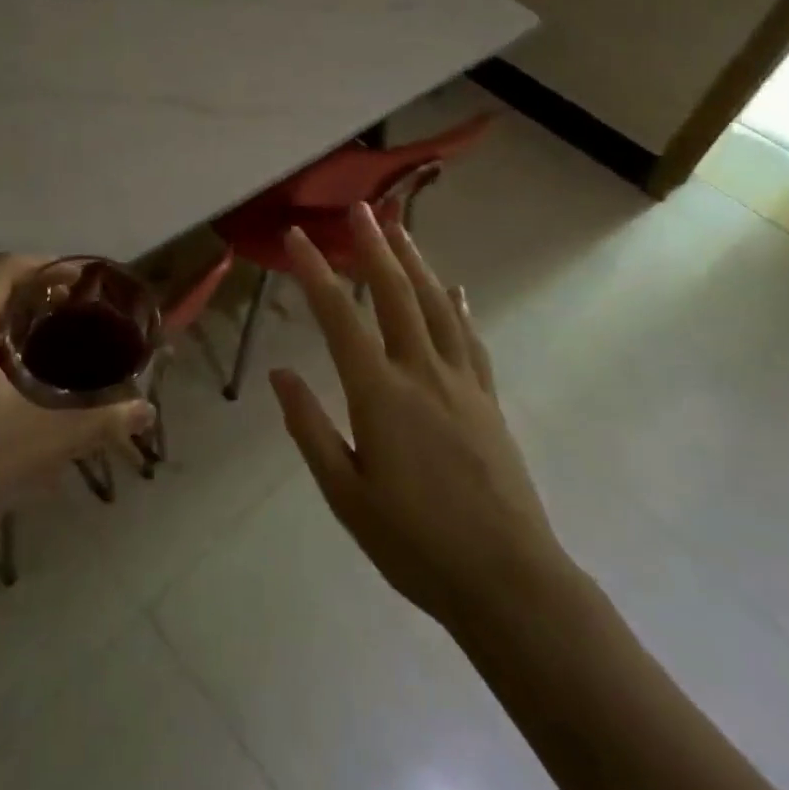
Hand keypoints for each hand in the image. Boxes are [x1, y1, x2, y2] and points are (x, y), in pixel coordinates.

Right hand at [269, 205, 572, 630]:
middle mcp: (421, 374)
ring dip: (416, 263)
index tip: (296, 237)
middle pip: (395, 295)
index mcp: (379, 395)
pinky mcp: (487, 400)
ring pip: (437, 306)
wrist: (508, 581)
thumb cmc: (414, 543)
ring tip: (400, 229)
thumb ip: (309, 428)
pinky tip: (455, 289)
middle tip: (359, 208)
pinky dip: (459, 306)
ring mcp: (461, 383)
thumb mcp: (345, 494)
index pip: (339, 319)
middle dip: (373, 247)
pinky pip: (470, 338)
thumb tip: (280, 374)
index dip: (315, 272)